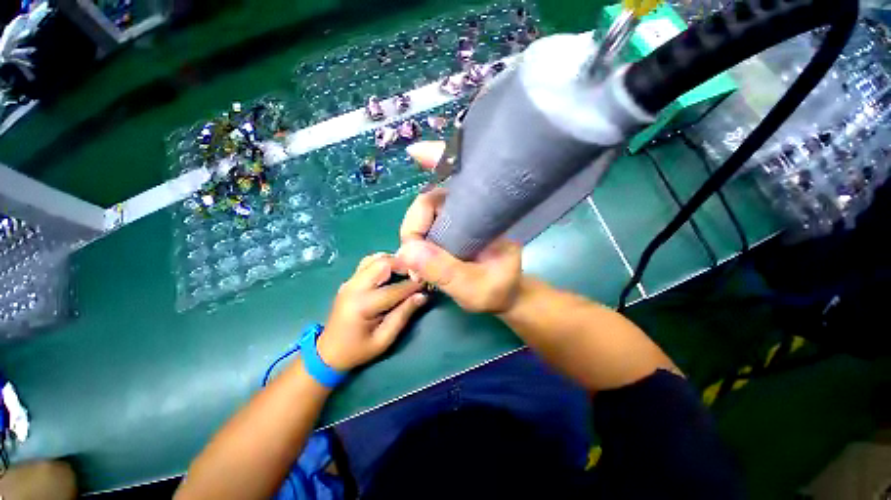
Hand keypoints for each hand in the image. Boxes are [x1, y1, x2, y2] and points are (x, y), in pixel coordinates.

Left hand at [317, 253, 427, 370]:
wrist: (328, 352)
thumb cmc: (358, 350)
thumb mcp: (384, 339)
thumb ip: (403, 315)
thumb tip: (422, 295)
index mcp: (363, 305)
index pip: (395, 289)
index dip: (414, 285)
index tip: (428, 283)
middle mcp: (354, 287)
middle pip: (383, 263)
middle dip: (403, 265)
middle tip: (416, 275)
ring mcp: (349, 281)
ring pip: (374, 258)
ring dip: (393, 262)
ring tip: (405, 272)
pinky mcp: (349, 281)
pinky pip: (368, 263)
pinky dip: (382, 263)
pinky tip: (391, 273)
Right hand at [396, 141, 522, 313]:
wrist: (505, 296)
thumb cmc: (499, 290)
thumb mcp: (475, 287)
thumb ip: (445, 270)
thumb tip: (406, 251)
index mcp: (485, 214)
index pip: (462, 178)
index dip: (438, 160)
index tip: (416, 153)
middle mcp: (470, 210)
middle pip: (429, 201)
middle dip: (413, 228)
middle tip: (412, 262)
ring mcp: (457, 220)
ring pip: (423, 216)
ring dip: (412, 239)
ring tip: (416, 269)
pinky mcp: (449, 231)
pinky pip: (425, 228)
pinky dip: (415, 243)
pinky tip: (416, 260)